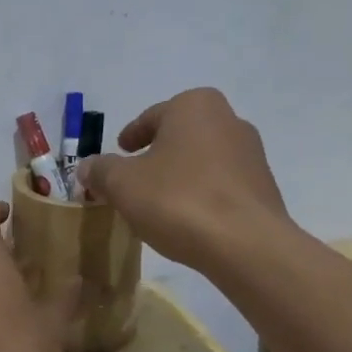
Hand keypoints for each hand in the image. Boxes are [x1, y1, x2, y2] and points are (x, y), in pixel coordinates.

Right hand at [76, 87, 291, 272]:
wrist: (245, 245)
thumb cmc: (178, 200)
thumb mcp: (123, 185)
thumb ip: (101, 170)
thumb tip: (87, 167)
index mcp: (195, 106)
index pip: (152, 116)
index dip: (131, 136)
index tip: (120, 152)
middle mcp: (229, 120)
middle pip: (180, 136)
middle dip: (157, 154)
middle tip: (135, 178)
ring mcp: (252, 154)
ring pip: (203, 160)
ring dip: (181, 176)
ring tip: (160, 203)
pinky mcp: (264, 188)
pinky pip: (221, 185)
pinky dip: (202, 195)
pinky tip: (188, 220)